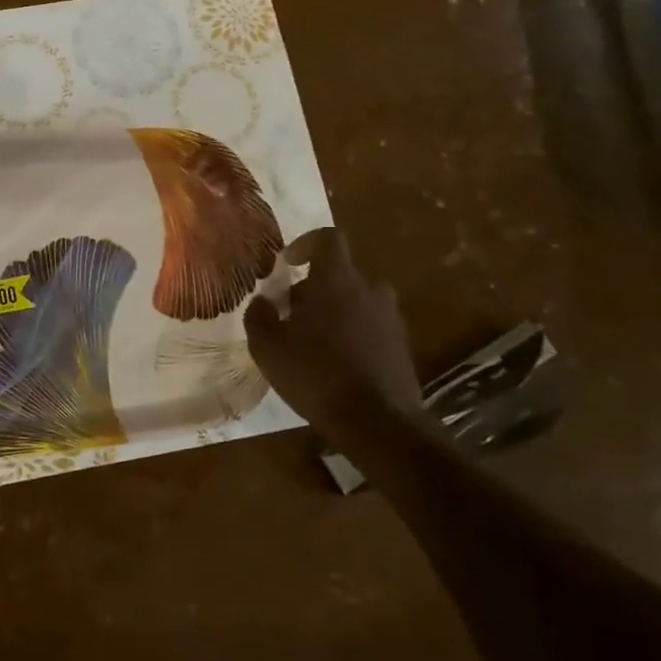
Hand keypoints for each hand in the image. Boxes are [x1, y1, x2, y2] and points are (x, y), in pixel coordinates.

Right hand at [244, 228, 422, 431]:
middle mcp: (369, 290)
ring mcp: (390, 317)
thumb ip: (259, 316)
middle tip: (290, 314)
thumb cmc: (315, 374)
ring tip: (312, 341)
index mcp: (336, 280)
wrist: (378, 422)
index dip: (305, 243)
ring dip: (334, 311)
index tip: (288, 262)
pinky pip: (371, 325)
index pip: (327, 238)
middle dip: (313, 287)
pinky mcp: (401, 345)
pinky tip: (335, 363)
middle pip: (339, 273)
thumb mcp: (267, 347)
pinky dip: (352, 333)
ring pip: (356, 300)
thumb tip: (262, 302)